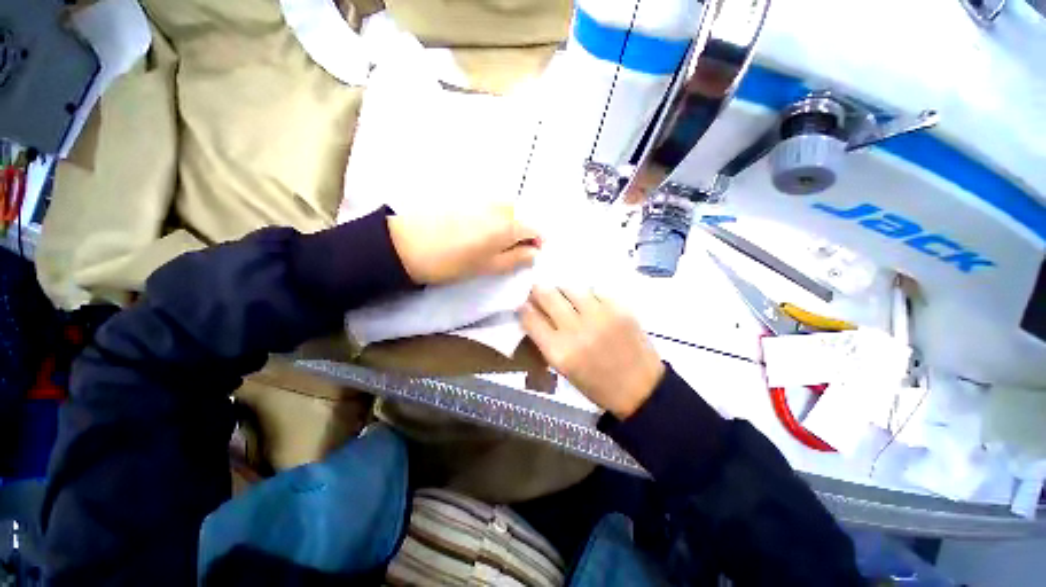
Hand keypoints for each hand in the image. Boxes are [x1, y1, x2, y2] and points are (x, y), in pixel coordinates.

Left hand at [388, 205, 539, 283]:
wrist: (407, 244)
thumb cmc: (453, 262)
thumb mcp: (489, 266)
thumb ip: (516, 259)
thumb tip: (534, 253)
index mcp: (508, 224)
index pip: (535, 228)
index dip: (537, 242)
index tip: (529, 254)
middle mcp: (499, 206)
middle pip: (521, 217)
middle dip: (522, 233)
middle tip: (509, 251)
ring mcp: (481, 199)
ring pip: (505, 210)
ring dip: (507, 225)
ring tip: (492, 242)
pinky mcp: (466, 197)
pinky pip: (489, 206)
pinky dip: (492, 218)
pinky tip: (477, 231)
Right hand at [519, 286, 664, 418]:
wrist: (641, 389)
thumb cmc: (596, 384)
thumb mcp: (563, 368)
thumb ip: (546, 340)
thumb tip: (535, 313)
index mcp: (559, 352)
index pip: (530, 318)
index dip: (524, 308)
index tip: (525, 304)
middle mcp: (576, 330)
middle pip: (548, 295)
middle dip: (539, 290)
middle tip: (541, 291)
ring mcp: (600, 316)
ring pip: (570, 287)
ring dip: (563, 291)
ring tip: (566, 297)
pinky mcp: (619, 308)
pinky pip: (595, 290)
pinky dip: (588, 295)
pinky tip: (591, 304)